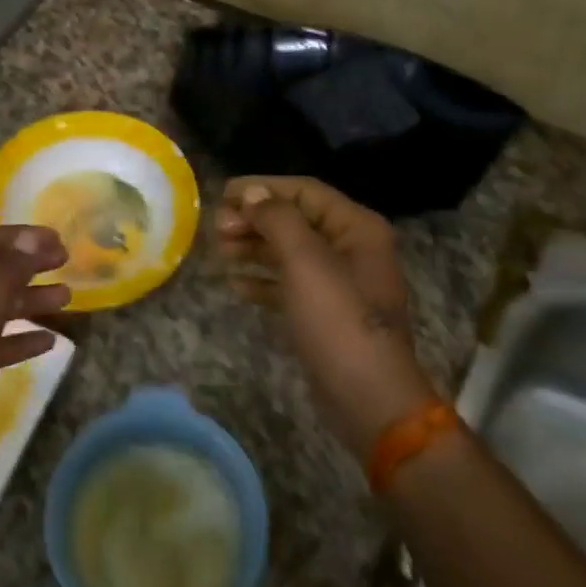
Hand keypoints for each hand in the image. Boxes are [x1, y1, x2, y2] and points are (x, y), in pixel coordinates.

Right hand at [215, 176, 433, 459]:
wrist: (368, 398)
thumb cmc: (338, 321)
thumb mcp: (306, 262)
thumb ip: (278, 219)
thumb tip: (252, 193)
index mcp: (357, 228)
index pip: (305, 192)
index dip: (262, 188)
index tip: (222, 194)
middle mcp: (352, 248)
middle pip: (296, 220)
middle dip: (255, 219)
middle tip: (216, 228)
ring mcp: (340, 283)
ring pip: (290, 252)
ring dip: (255, 247)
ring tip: (220, 250)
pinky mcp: (327, 313)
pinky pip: (291, 284)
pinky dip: (264, 280)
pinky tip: (235, 284)